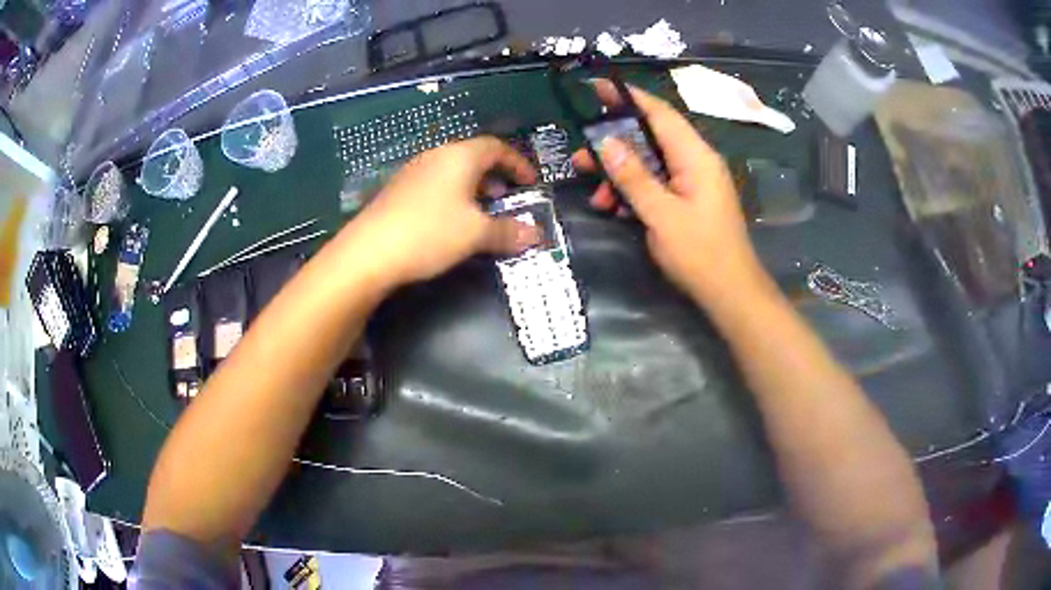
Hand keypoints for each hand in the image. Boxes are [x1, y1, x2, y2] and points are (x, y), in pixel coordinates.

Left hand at [342, 137, 538, 289]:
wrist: (369, 251)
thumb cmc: (430, 233)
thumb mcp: (476, 234)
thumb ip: (508, 231)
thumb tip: (535, 235)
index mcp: (459, 156)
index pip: (497, 148)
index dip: (518, 163)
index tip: (531, 182)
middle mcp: (436, 156)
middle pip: (473, 156)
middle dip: (496, 176)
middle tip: (508, 197)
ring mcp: (413, 172)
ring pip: (452, 171)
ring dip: (473, 187)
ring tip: (482, 211)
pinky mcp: (398, 190)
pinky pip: (435, 184)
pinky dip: (452, 196)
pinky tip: (450, 221)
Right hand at [572, 81, 769, 306]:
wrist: (731, 294)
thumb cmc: (700, 253)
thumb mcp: (661, 215)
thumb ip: (633, 177)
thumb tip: (606, 143)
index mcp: (696, 157)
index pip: (660, 114)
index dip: (628, 98)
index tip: (597, 89)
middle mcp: (696, 162)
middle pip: (650, 138)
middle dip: (614, 145)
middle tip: (581, 154)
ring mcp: (693, 182)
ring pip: (650, 163)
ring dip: (620, 174)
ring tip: (593, 192)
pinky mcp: (688, 200)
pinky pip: (656, 184)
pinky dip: (634, 192)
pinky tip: (614, 208)